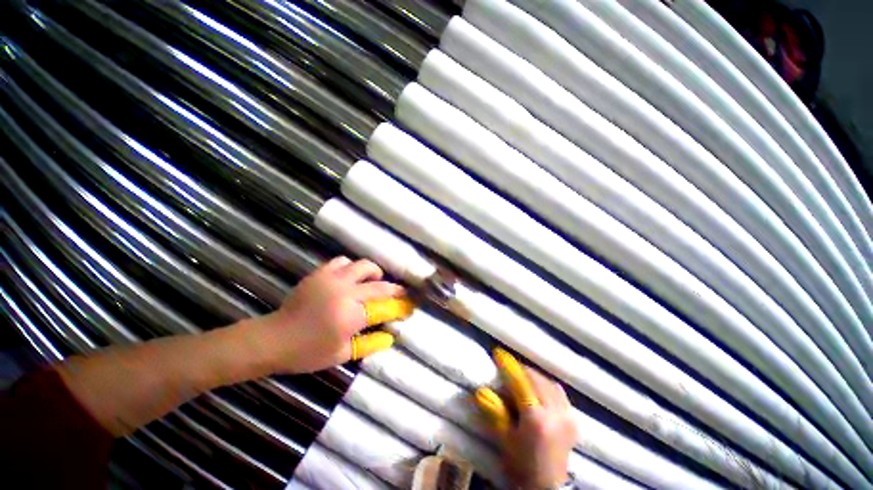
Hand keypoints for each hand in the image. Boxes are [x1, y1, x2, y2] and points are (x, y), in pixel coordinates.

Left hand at [253, 256, 410, 373]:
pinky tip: (350, 277)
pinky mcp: (320, 273)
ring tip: (373, 282)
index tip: (410, 305)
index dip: (400, 306)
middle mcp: (346, 293)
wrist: (273, 338)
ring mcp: (332, 279)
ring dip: (373, 273)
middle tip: (400, 293)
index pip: (385, 308)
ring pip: (363, 266)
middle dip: (394, 289)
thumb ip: (369, 344)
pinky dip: (351, 268)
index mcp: (351, 315)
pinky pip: (343, 262)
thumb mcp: (341, 354)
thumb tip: (391, 337)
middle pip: (379, 285)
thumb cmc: (307, 352)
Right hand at [476, 349, 577, 489]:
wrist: (547, 485)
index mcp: (536, 419)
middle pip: (536, 380)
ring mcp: (567, 416)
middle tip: (509, 366)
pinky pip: (560, 393)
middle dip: (521, 370)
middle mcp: (555, 413)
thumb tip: (481, 390)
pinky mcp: (573, 419)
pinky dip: (547, 385)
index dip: (508, 367)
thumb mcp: (505, 437)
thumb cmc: (522, 463)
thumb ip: (495, 411)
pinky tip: (539, 387)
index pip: (520, 383)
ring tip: (523, 375)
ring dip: (535, 376)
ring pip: (549, 383)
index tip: (498, 354)